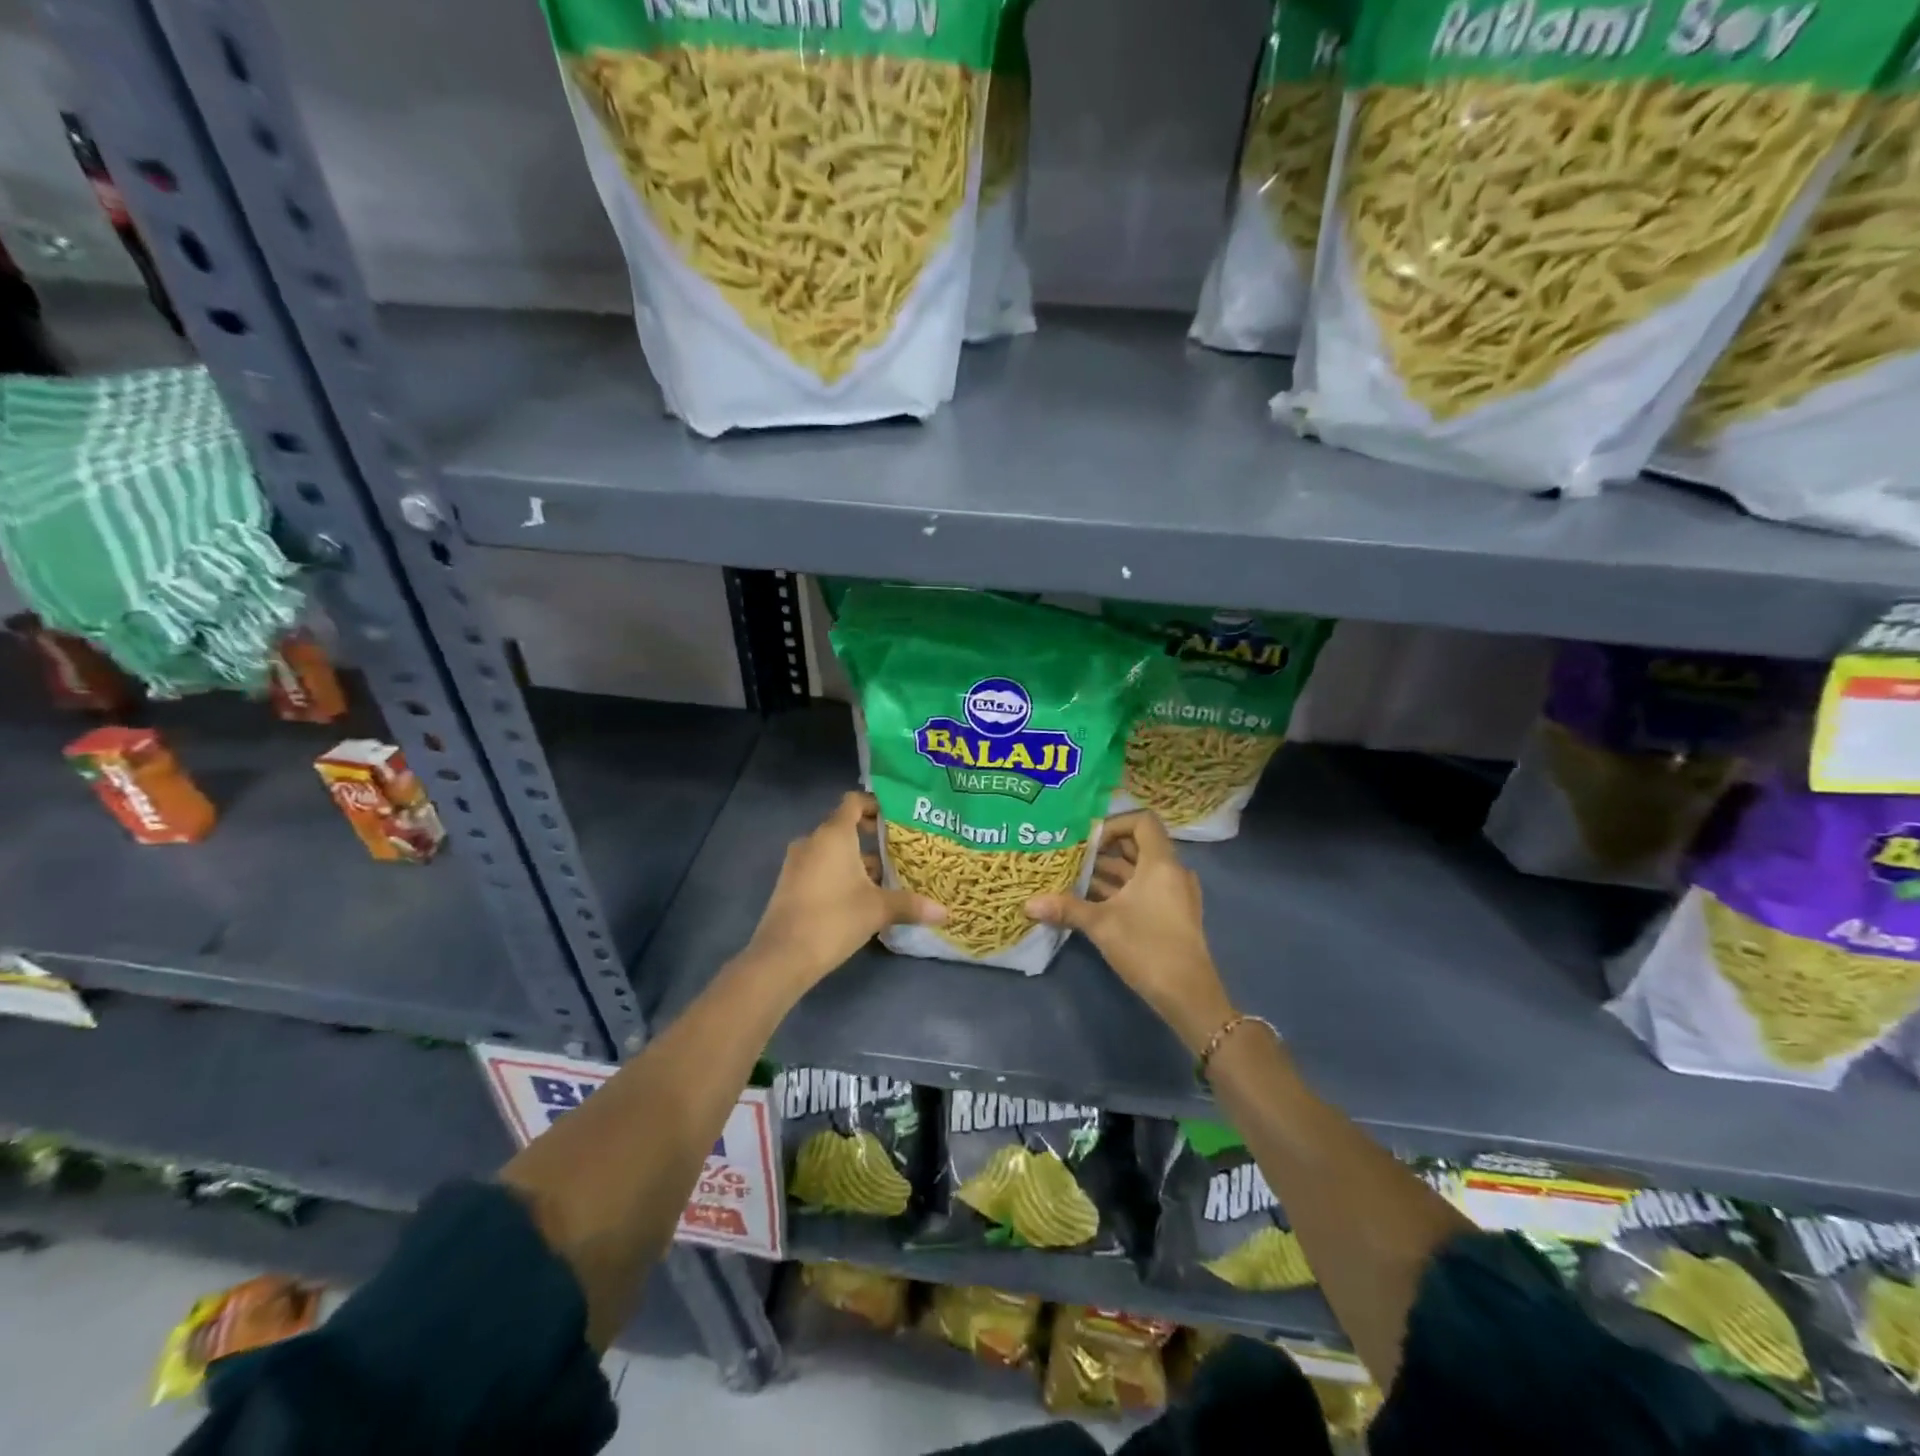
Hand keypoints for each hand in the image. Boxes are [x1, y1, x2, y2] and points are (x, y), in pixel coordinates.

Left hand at [746, 792, 942, 989]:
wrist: (782, 956)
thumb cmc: (834, 918)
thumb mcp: (878, 910)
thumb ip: (911, 905)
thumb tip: (945, 912)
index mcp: (834, 834)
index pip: (854, 801)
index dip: (875, 804)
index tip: (896, 819)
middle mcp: (812, 841)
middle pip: (844, 827)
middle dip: (871, 838)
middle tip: (898, 851)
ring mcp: (797, 863)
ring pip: (832, 851)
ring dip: (856, 860)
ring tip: (884, 879)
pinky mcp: (789, 884)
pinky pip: (819, 867)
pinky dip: (839, 874)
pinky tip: (859, 898)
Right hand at [1026, 811, 1234, 1053]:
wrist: (1189, 995)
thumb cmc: (1147, 948)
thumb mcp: (1101, 925)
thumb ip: (1066, 909)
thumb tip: (1028, 904)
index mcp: (1161, 863)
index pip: (1142, 821)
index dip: (1114, 824)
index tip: (1088, 841)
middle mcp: (1172, 872)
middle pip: (1138, 845)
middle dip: (1104, 850)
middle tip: (1074, 858)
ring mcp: (1175, 894)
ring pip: (1139, 870)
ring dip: (1109, 872)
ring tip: (1075, 879)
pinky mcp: (1173, 914)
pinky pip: (1146, 889)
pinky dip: (1121, 890)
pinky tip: (1093, 903)